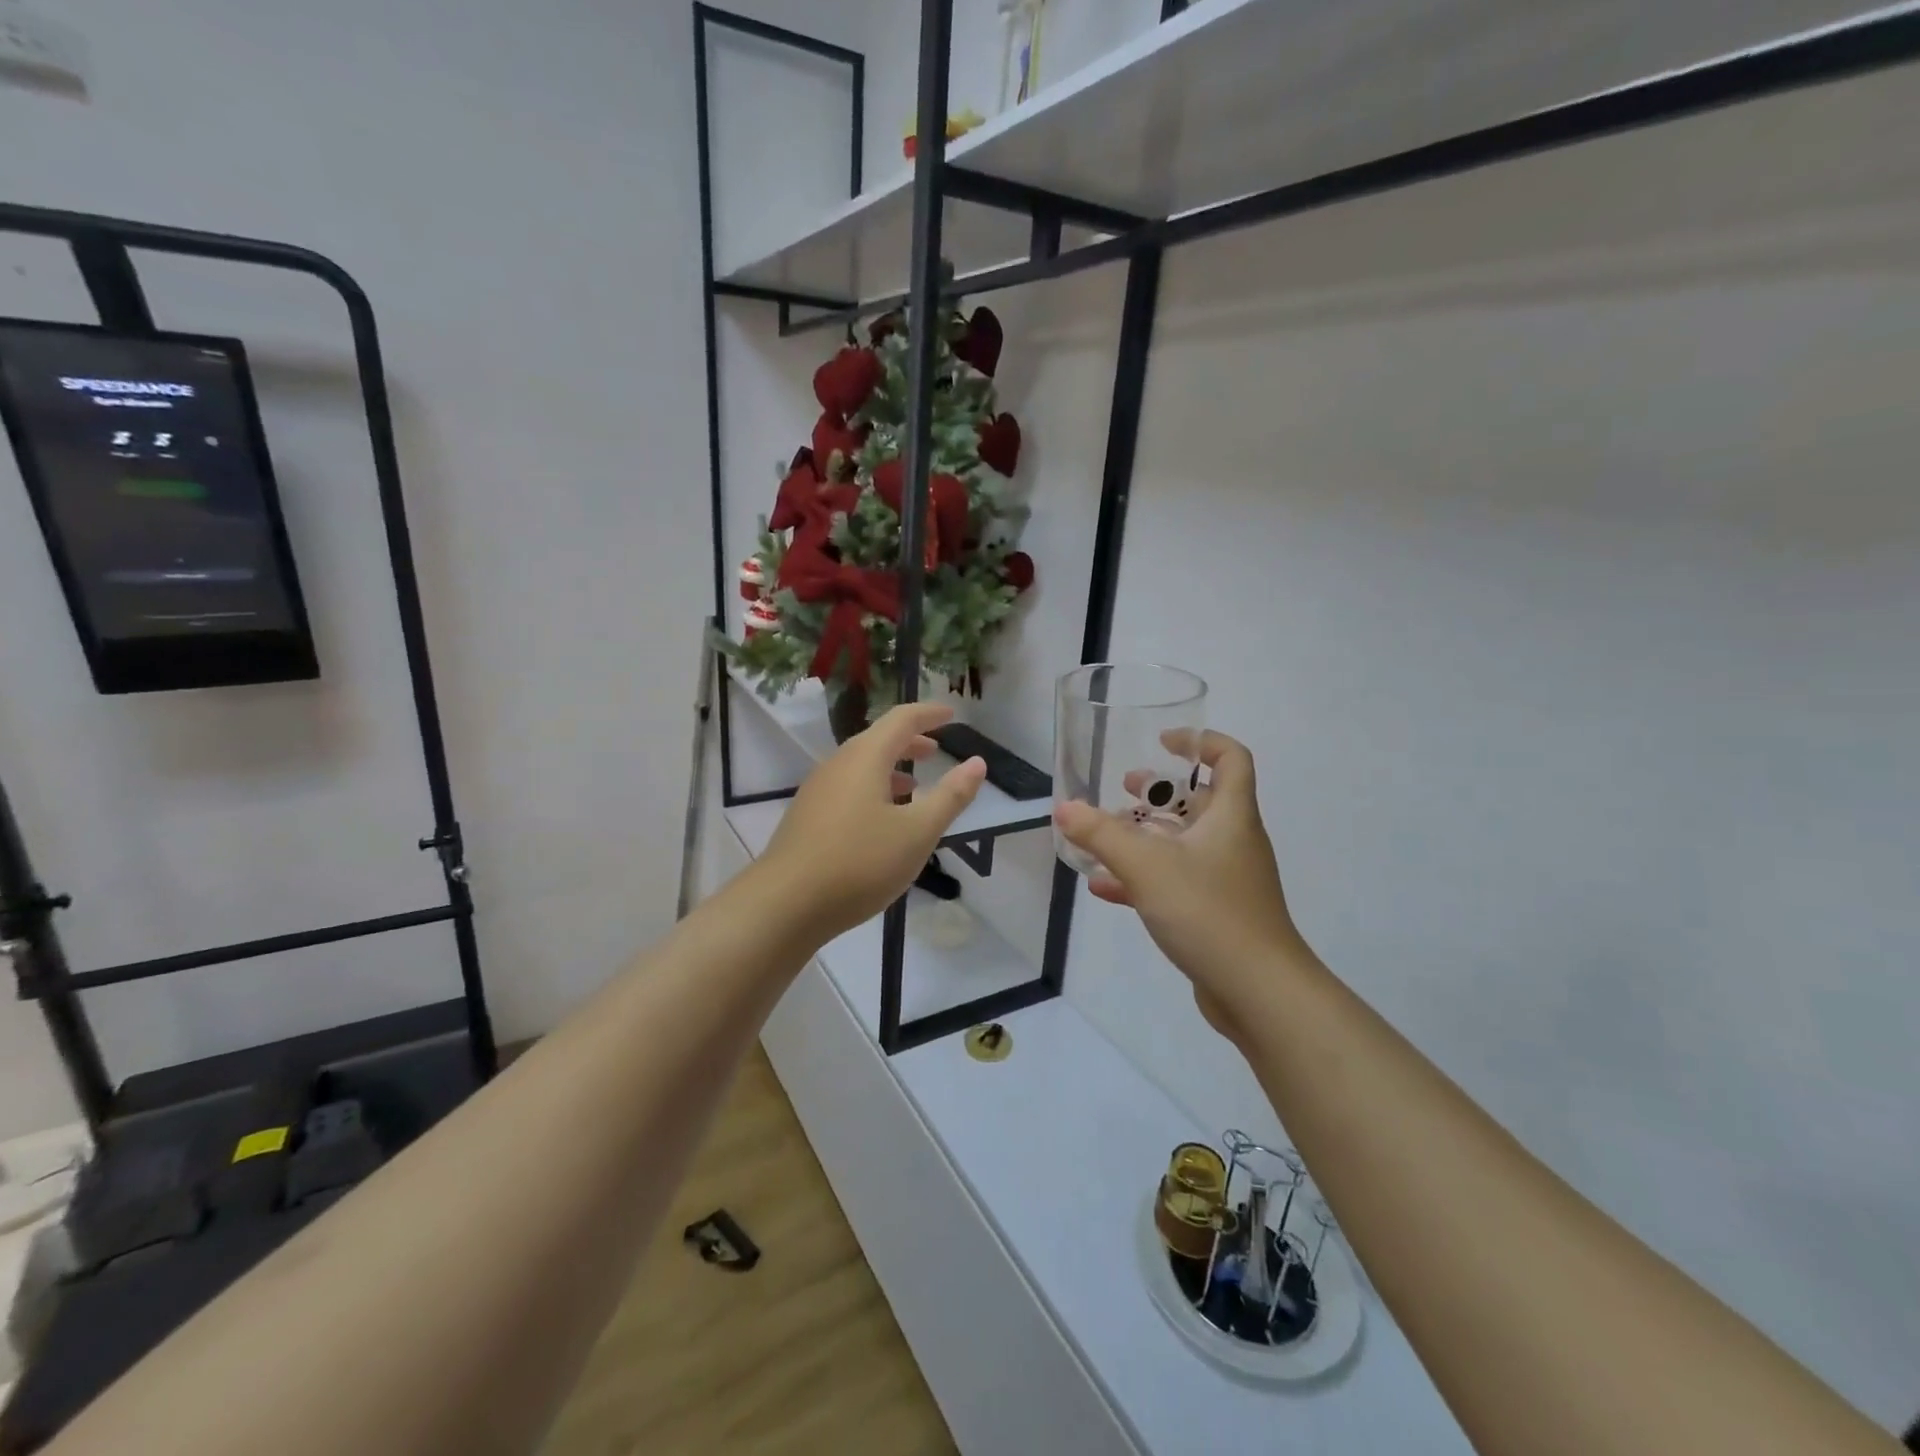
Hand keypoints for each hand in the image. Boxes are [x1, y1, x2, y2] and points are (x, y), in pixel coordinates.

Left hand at [759, 702, 986, 943]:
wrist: (785, 904)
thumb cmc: (859, 863)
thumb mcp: (917, 832)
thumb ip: (950, 796)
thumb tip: (977, 763)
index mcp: (865, 758)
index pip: (902, 720)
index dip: (929, 714)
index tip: (951, 714)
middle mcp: (838, 764)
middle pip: (878, 740)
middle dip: (910, 741)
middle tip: (936, 750)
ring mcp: (818, 791)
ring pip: (860, 766)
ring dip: (891, 768)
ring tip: (915, 786)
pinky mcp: (807, 817)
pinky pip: (847, 788)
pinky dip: (873, 788)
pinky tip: (881, 820)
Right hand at [1053, 731, 1306, 1042]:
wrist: (1258, 991)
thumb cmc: (1208, 911)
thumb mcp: (1146, 865)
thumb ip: (1101, 834)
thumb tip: (1064, 808)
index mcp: (1231, 816)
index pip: (1230, 758)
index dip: (1201, 741)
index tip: (1164, 741)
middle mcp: (1233, 841)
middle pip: (1201, 800)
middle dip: (1161, 791)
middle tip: (1124, 789)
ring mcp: (1226, 879)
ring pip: (1184, 843)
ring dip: (1147, 834)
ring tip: (1106, 833)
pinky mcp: (1215, 913)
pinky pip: (1176, 882)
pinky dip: (1144, 877)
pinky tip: (1105, 887)